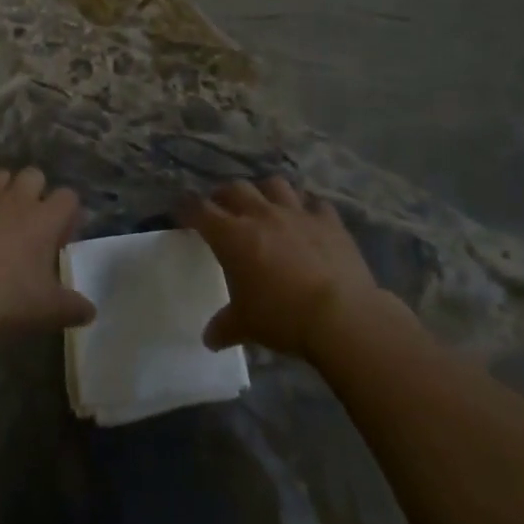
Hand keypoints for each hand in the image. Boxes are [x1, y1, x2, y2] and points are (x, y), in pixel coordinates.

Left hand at [0, 168, 96, 339]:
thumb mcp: (48, 310)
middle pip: (34, 175)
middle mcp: (16, 199)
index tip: (62, 235)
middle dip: (36, 192)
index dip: (67, 213)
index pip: (68, 197)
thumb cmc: (8, 300)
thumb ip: (73, 307)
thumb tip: (90, 311)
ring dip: (3, 190)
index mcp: (45, 218)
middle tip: (31, 222)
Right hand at [180, 177, 393, 357]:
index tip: (182, 212)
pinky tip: (308, 219)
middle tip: (222, 208)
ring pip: (274, 185)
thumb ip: (225, 326)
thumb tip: (209, 338)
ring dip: (265, 191)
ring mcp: (297, 213)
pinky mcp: (328, 221)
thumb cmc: (282, 317)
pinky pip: (315, 204)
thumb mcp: (246, 325)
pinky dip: (308, 208)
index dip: (188, 208)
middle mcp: (261, 214)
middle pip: (235, 189)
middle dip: (224, 195)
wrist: (341, 315)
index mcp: (232, 235)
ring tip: (264, 205)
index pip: (200, 210)